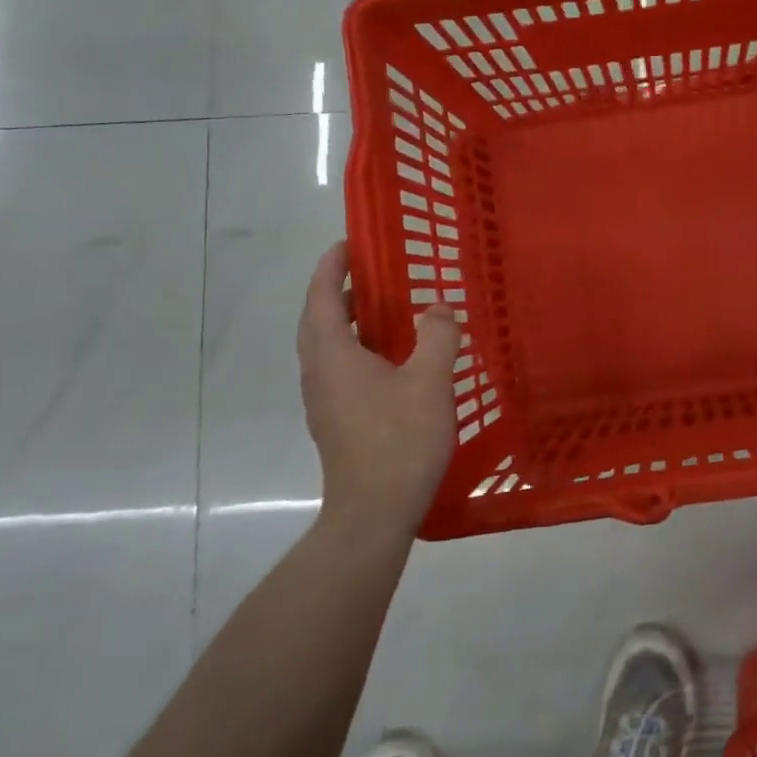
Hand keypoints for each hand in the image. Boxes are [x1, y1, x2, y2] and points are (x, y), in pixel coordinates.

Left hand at [298, 241, 460, 539]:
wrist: (374, 512)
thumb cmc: (398, 441)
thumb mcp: (429, 382)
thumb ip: (437, 337)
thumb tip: (437, 309)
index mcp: (332, 355)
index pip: (321, 297)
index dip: (331, 267)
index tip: (348, 244)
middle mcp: (319, 373)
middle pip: (319, 321)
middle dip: (340, 293)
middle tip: (373, 276)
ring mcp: (324, 401)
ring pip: (329, 348)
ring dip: (349, 323)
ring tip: (387, 313)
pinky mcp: (337, 421)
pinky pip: (341, 370)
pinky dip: (359, 350)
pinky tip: (394, 362)